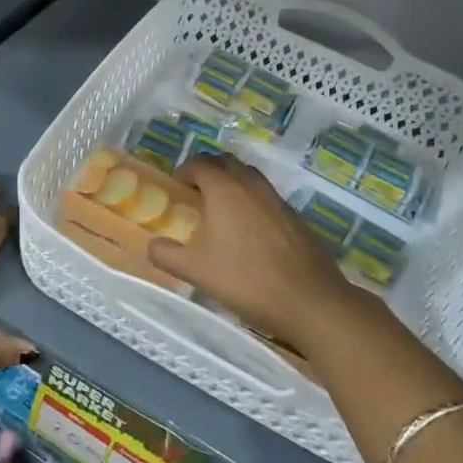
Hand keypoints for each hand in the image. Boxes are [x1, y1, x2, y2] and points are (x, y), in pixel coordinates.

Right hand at [148, 153, 381, 356]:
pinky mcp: (295, 216)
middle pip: (226, 162)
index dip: (184, 171)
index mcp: (225, 189)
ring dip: (231, 184)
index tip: (176, 190)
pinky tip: (249, 234)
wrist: (310, 300)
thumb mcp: (196, 271)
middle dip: (208, 171)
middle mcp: (252, 184)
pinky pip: (266, 197)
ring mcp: (277, 199)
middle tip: (195, 195)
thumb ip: (167, 255)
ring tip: (220, 212)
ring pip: (249, 177)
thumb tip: (152, 245)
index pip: (200, 163)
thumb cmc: (246, 280)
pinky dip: (252, 202)